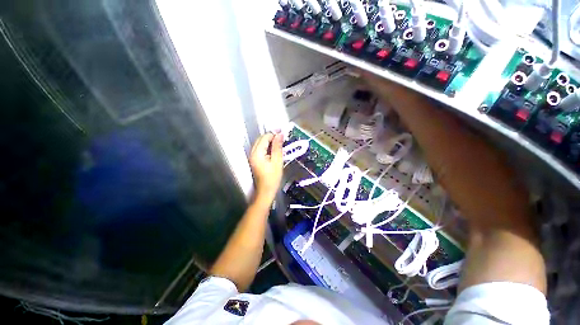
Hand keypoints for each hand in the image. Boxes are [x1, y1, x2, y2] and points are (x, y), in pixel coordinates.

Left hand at [249, 132, 283, 205]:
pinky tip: (274, 149)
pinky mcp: (254, 160)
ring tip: (280, 142)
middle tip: (282, 137)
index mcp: (257, 153)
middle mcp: (252, 153)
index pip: (264, 138)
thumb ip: (278, 147)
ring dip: (269, 141)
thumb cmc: (272, 178)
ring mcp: (252, 157)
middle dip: (271, 136)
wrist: (266, 191)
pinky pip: (260, 149)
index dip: (273, 134)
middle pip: (261, 139)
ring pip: (260, 144)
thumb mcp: (277, 161)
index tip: (283, 133)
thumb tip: (280, 134)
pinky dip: (267, 147)